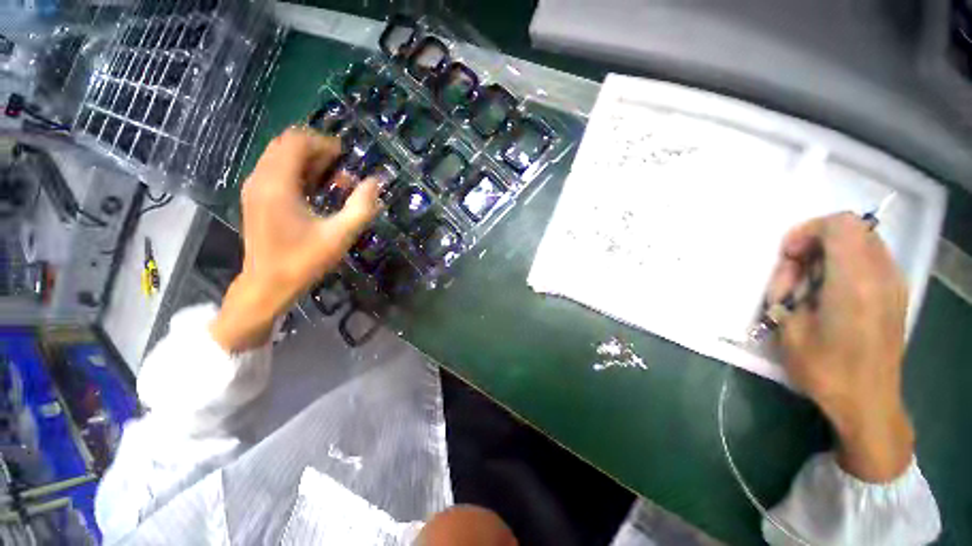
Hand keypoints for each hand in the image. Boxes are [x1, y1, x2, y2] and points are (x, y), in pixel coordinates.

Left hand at [210, 128, 379, 352]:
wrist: (267, 285)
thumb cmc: (303, 261)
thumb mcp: (339, 235)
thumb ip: (361, 207)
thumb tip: (375, 182)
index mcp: (277, 184)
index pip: (296, 142)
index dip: (323, 142)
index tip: (346, 156)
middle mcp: (260, 179)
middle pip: (285, 144)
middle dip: (316, 149)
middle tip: (342, 166)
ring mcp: (254, 188)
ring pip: (279, 157)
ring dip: (307, 160)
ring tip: (334, 178)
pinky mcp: (256, 199)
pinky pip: (275, 171)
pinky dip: (297, 172)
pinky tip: (316, 189)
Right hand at [771, 213, 913, 481]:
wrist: (868, 402)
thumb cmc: (825, 369)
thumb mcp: (790, 328)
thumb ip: (790, 289)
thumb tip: (795, 270)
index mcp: (855, 283)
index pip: (838, 225)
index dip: (807, 231)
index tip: (788, 255)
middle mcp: (881, 276)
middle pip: (851, 228)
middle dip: (816, 242)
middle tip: (797, 273)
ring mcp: (894, 283)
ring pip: (862, 241)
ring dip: (831, 253)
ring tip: (813, 285)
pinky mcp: (896, 293)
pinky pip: (872, 258)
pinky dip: (848, 263)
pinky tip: (833, 292)